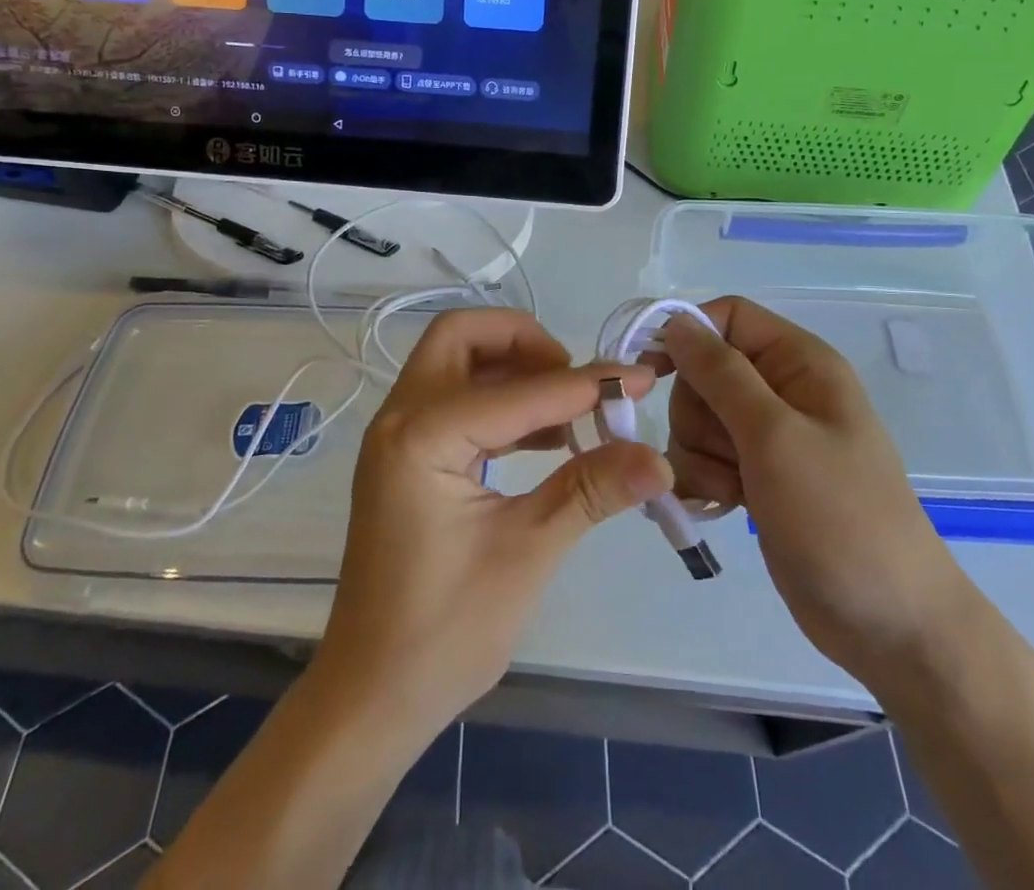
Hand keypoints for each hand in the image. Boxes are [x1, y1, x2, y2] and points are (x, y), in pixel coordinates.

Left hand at [311, 308, 672, 741]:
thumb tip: (661, 459)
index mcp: (422, 436)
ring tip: (568, 408)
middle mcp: (400, 418)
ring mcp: (397, 437)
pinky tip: (544, 438)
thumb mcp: (527, 552)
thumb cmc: (445, 631)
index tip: (638, 378)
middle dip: (523, 342)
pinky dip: (497, 401)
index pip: (519, 390)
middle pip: (462, 337)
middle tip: (574, 378)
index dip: (585, 383)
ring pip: (455, 363)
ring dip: (511, 369)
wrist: (372, 697)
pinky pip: (453, 400)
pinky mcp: (406, 458)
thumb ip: (591, 490)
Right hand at [658, 297, 968, 681]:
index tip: (652, 371)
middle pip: (705, 370)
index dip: (688, 335)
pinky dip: (703, 478)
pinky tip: (724, 505)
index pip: (729, 316)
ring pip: (697, 417)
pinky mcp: (756, 476)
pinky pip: (704, 456)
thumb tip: (678, 323)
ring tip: (734, 489)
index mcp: (799, 362)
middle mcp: (782, 390)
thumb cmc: (839, 516)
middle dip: (697, 412)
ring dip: (699, 453)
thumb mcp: (775, 435)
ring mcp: (769, 436)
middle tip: (726, 452)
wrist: (889, 624)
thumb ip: (721, 374)